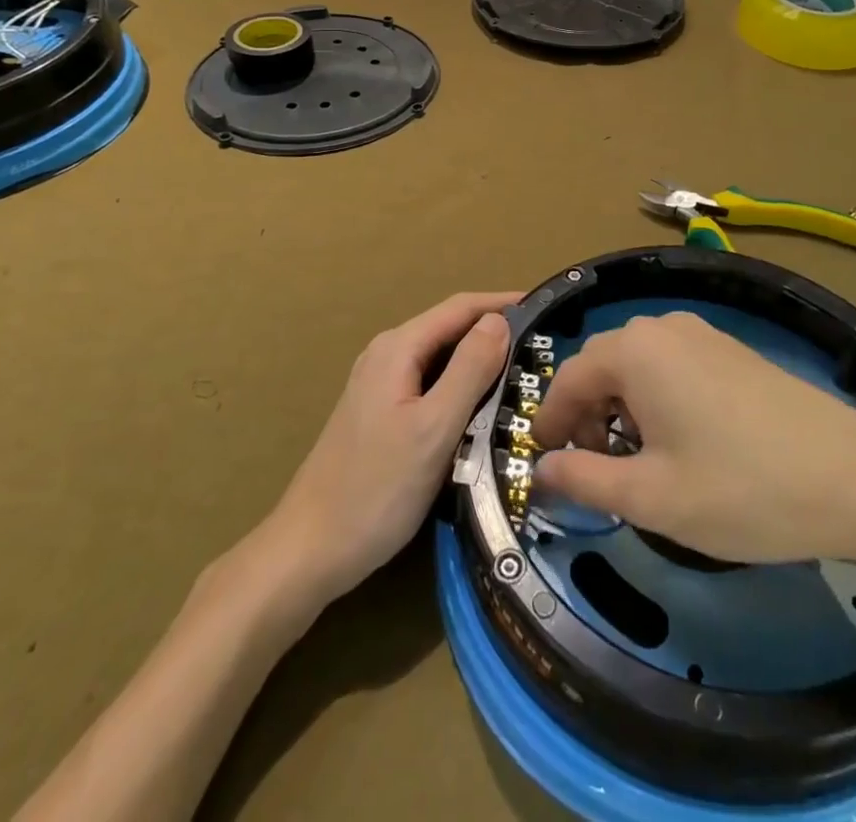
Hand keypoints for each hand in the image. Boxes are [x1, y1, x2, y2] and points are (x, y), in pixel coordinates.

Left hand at [269, 291, 518, 602]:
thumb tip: (499, 321)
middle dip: (495, 332)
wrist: (308, 552)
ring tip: (526, 375)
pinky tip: (485, 409)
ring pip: (441, 360)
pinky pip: (430, 385)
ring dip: (480, 362)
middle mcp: (387, 355)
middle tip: (544, 347)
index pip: (460, 307)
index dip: (503, 303)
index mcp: (398, 348)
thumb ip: (469, 370)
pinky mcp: (380, 414)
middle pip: (450, 330)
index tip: (546, 308)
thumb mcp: (433, 428)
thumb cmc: (375, 490)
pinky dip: (462, 388)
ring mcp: (380, 385)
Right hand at [532, 311, 855, 577]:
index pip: (568, 378)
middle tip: (588, 468)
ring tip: (634, 461)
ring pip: (637, 365)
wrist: (854, 477)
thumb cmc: (742, 489)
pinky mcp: (731, 349)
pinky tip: (678, 442)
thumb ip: (584, 480)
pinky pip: (671, 364)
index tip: (543, 462)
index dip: (549, 421)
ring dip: (620, 407)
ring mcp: (702, 333)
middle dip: (585, 415)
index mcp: (634, 350)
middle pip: (602, 366)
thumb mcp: (651, 497)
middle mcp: (663, 327)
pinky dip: (655, 398)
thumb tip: (541, 469)